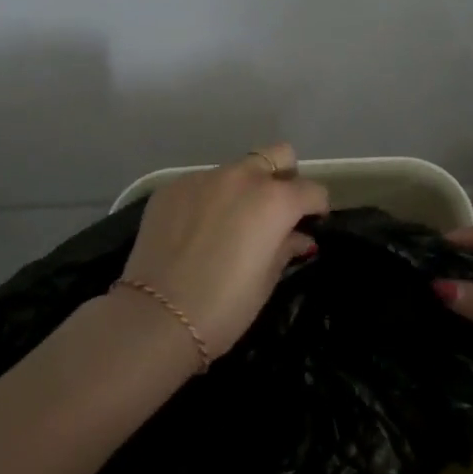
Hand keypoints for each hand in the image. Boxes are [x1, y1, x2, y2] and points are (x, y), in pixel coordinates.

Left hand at [122, 144, 328, 359]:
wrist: (156, 317)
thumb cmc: (224, 306)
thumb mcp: (266, 280)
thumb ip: (287, 248)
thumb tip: (300, 237)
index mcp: (274, 200)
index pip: (311, 190)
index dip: (316, 207)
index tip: (311, 222)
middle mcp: (242, 177)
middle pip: (277, 155)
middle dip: (283, 177)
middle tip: (275, 210)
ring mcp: (203, 177)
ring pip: (236, 169)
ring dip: (243, 188)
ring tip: (230, 222)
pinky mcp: (172, 186)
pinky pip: (202, 183)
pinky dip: (209, 198)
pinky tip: (197, 229)